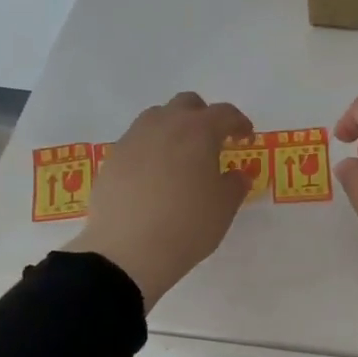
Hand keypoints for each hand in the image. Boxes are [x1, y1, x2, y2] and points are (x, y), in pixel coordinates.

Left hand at [67, 92, 253, 309]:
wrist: (127, 251)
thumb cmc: (187, 225)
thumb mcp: (224, 208)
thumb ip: (235, 185)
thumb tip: (236, 175)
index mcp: (198, 131)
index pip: (224, 114)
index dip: (239, 123)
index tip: (245, 138)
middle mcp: (164, 125)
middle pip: (187, 104)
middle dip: (203, 117)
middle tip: (212, 142)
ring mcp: (133, 139)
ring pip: (156, 118)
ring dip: (173, 129)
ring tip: (180, 157)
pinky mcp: (112, 159)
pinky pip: (136, 142)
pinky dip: (150, 150)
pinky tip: (154, 177)